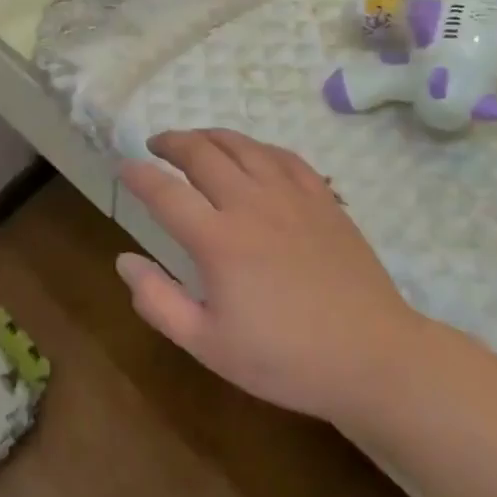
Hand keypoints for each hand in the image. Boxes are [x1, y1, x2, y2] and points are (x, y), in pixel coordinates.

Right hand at [116, 129, 420, 429]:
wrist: (374, 359)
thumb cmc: (285, 359)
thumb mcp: (208, 345)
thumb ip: (158, 301)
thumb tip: (124, 260)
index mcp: (217, 240)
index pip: (164, 192)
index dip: (137, 175)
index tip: (122, 168)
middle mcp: (250, 205)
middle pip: (201, 153)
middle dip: (171, 142)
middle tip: (154, 145)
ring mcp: (290, 197)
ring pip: (242, 146)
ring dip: (209, 136)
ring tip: (194, 140)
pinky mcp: (323, 199)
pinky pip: (283, 156)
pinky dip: (256, 147)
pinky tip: (250, 154)